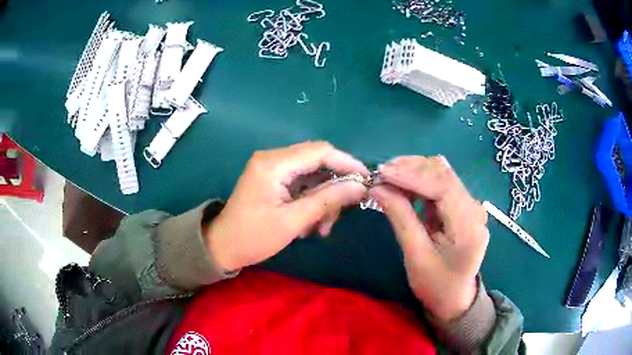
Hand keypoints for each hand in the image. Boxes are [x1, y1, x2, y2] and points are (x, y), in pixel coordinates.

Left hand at [205, 141, 368, 270]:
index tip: (366, 180)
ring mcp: (271, 167)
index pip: (320, 151)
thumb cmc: (253, 237)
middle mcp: (272, 158)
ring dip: (323, 198)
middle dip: (334, 186)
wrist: (223, 246)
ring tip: (321, 227)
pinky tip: (311, 223)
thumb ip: (328, 200)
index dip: (347, 163)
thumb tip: (359, 186)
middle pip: (317, 161)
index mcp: (273, 164)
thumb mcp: (293, 221)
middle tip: (342, 212)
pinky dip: (311, 200)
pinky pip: (301, 183)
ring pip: (312, 174)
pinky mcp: (272, 178)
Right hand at [370, 156, 488, 320]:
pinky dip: (419, 180)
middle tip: (380, 174)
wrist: (454, 298)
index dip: (412, 175)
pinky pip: (440, 184)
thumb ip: (400, 218)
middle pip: (444, 174)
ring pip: (441, 174)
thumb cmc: (435, 285)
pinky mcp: (461, 206)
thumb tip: (377, 187)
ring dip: (414, 171)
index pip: (443, 187)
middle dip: (411, 169)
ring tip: (387, 176)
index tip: (383, 173)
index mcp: (469, 226)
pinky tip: (402, 184)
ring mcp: (470, 205)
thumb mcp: (415, 256)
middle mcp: (474, 209)